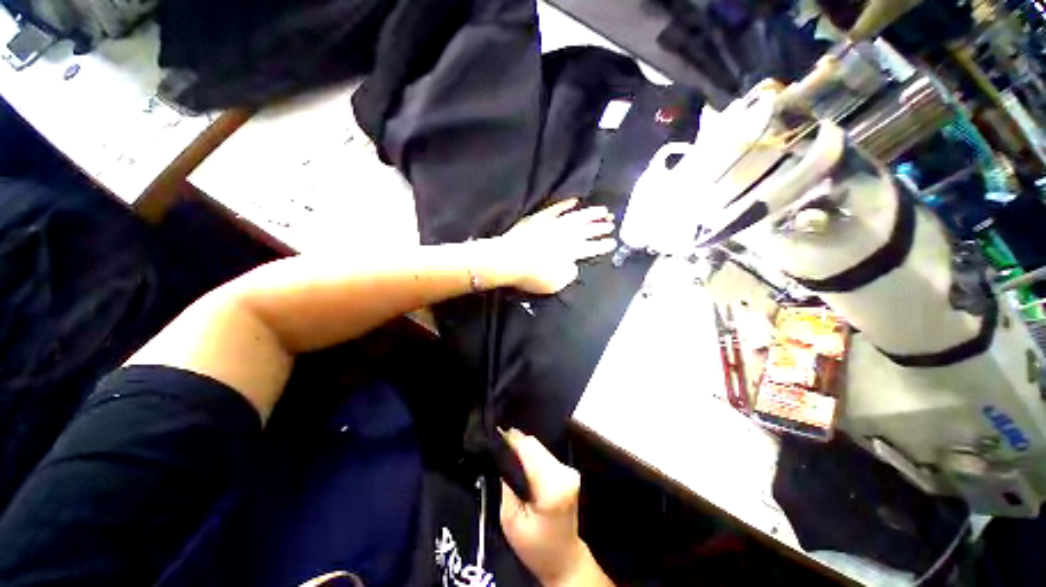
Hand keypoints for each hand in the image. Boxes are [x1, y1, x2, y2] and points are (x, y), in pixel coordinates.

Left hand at [494, 199, 615, 294]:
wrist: (508, 259)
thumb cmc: (531, 275)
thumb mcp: (554, 284)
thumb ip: (568, 275)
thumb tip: (573, 266)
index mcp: (571, 253)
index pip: (591, 248)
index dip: (603, 245)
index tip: (612, 242)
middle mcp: (566, 236)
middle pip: (587, 230)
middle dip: (601, 227)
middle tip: (612, 223)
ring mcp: (553, 224)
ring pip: (577, 217)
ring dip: (591, 214)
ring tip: (603, 210)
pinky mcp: (540, 218)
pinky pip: (556, 209)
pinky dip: (566, 205)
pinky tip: (574, 201)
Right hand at [500, 429, 611, 586]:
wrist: (565, 560)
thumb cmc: (536, 547)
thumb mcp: (511, 522)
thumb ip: (506, 488)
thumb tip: (500, 460)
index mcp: (552, 486)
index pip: (529, 449)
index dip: (511, 439)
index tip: (495, 436)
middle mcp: (564, 472)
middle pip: (535, 444)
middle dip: (515, 442)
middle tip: (497, 443)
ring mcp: (569, 470)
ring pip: (539, 447)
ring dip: (523, 447)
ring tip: (507, 452)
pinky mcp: (569, 470)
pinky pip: (544, 454)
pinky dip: (531, 454)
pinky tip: (521, 461)